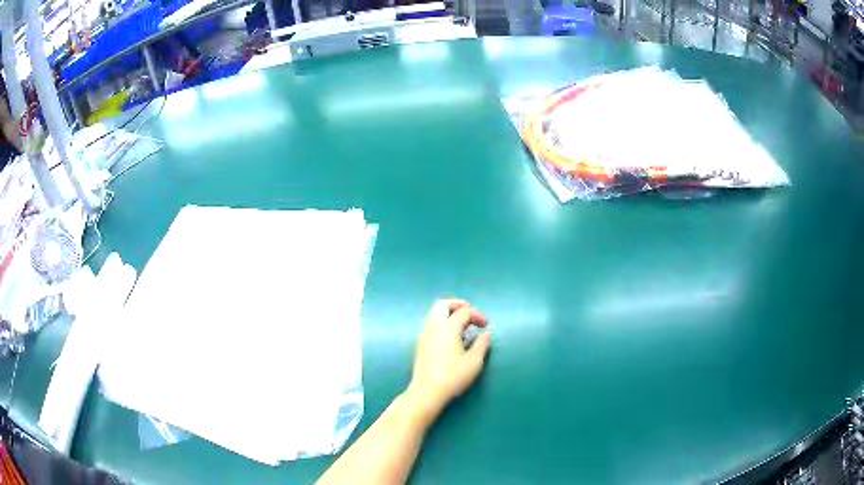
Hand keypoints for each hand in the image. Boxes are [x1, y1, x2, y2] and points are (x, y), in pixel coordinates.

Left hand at [404, 299, 490, 424]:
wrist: (427, 392)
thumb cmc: (452, 377)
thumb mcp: (474, 362)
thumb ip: (482, 344)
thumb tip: (486, 333)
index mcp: (448, 327)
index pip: (464, 311)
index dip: (478, 315)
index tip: (486, 325)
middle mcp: (433, 326)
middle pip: (443, 304)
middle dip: (458, 305)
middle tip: (471, 314)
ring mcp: (424, 334)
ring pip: (435, 313)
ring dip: (449, 313)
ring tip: (463, 325)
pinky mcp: (420, 343)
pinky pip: (431, 323)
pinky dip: (442, 322)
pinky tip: (452, 336)